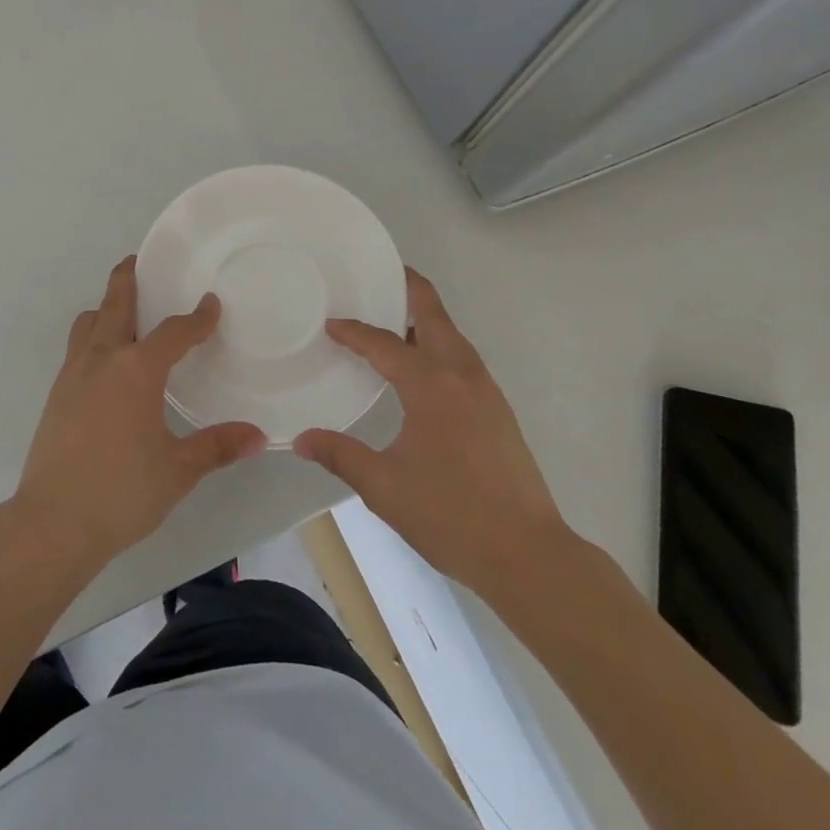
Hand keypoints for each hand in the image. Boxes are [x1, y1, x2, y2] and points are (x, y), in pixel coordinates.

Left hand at [12, 257, 267, 572]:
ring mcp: (73, 374)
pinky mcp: (56, 393)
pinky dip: (93, 335)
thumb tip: (258, 436)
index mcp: (137, 371)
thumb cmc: (120, 493)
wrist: (52, 522)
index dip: (196, 317)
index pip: (173, 332)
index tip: (210, 304)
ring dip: (106, 307)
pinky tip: (106, 361)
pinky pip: (77, 347)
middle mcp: (102, 360)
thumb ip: (217, 447)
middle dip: (128, 279)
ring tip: (124, 310)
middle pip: (115, 304)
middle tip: (139, 261)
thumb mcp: (177, 471)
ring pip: (89, 322)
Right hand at [293, 269, 573, 597]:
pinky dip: (437, 344)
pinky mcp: (497, 409)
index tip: (330, 325)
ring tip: (390, 320)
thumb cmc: (451, 514)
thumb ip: (340, 455)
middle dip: (407, 287)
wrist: (529, 554)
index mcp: (430, 384)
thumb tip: (300, 439)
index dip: (354, 331)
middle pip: (433, 313)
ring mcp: (485, 390)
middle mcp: (460, 374)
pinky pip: (461, 358)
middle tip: (378, 275)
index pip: (383, 343)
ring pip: (451, 334)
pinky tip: (419, 370)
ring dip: (423, 318)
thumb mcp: (384, 487)